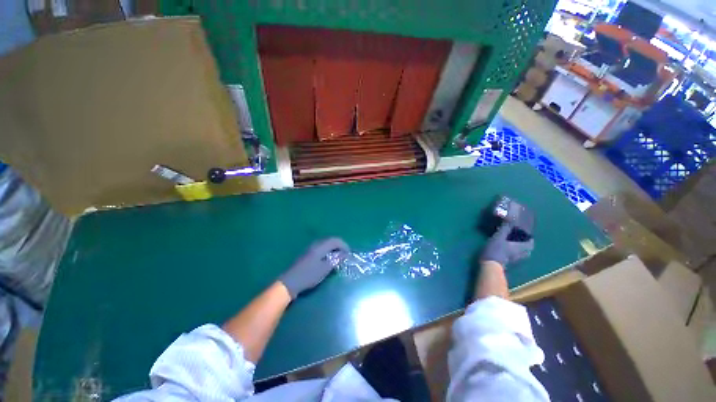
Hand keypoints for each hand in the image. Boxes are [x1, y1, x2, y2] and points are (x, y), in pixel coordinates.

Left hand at [278, 238, 349, 298]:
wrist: (290, 282)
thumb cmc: (309, 276)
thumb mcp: (324, 269)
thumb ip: (335, 260)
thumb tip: (344, 254)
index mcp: (320, 247)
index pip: (335, 240)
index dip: (344, 245)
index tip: (349, 253)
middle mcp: (316, 244)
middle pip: (330, 240)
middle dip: (339, 245)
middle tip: (345, 254)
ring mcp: (311, 248)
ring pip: (325, 243)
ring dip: (333, 247)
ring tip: (338, 256)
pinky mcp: (308, 252)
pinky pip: (321, 247)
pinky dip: (328, 250)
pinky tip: (328, 258)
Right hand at [480, 223, 533, 266]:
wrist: (490, 265)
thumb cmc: (496, 250)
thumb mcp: (499, 236)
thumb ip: (505, 228)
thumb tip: (511, 217)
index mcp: (520, 248)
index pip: (530, 244)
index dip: (531, 239)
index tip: (528, 235)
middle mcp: (519, 254)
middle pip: (527, 250)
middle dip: (526, 245)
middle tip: (521, 239)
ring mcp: (513, 260)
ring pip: (521, 255)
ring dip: (520, 250)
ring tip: (514, 245)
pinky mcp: (507, 263)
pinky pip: (514, 257)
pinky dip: (513, 253)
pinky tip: (506, 250)